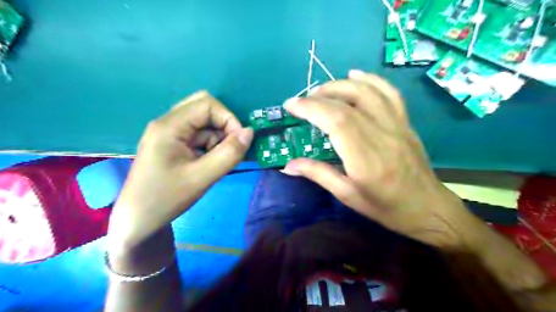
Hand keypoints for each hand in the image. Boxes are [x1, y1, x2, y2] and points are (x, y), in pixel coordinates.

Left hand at [106, 92, 253, 251]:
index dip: (228, 119)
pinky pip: (197, 135)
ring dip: (217, 137)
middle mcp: (167, 123)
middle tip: (230, 148)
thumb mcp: (202, 178)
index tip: (239, 142)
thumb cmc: (166, 199)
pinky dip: (210, 145)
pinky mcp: (172, 143)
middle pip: (204, 108)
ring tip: (217, 161)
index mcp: (169, 126)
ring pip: (203, 122)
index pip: (207, 104)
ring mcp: (168, 133)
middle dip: (223, 126)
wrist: (138, 220)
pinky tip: (208, 163)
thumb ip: (229, 154)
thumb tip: (249, 132)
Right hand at [283, 69, 482, 248]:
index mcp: (365, 159)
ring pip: (368, 92)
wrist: (427, 207)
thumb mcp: (347, 195)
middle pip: (348, 103)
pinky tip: (355, 75)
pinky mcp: (405, 122)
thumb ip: (318, 174)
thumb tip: (288, 164)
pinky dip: (371, 79)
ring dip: (341, 85)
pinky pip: (389, 93)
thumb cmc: (385, 207)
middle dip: (319, 96)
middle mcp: (382, 135)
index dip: (311, 108)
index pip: (336, 121)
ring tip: (321, 90)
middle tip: (301, 100)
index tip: (291, 105)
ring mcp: (397, 125)